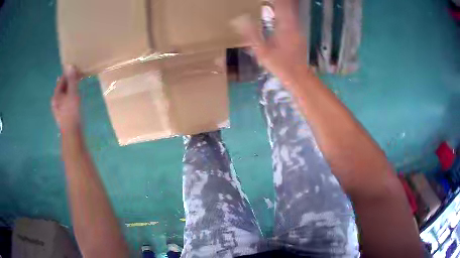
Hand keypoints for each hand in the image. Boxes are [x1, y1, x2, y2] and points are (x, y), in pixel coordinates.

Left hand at [51, 66, 81, 133]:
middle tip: (79, 77)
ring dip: (70, 90)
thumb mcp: (73, 94)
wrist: (72, 134)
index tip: (77, 70)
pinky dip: (70, 97)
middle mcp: (55, 102)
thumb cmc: (72, 113)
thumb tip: (70, 65)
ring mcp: (58, 110)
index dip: (69, 74)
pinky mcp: (62, 115)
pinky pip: (66, 102)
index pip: (61, 80)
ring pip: (64, 96)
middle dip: (69, 82)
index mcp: (56, 96)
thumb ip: (71, 80)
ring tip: (78, 87)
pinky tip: (75, 100)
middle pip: (62, 88)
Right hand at [232, 0, 310, 85]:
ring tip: (273, 3)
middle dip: (279, 1)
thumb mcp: (261, 51)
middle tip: (268, 0)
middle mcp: (293, 24)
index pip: (280, 5)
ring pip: (290, 11)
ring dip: (282, 5)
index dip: (275, 0)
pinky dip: (285, 12)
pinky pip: (292, 17)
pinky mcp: (299, 33)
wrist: (297, 76)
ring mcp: (298, 29)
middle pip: (287, 6)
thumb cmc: (279, 64)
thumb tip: (239, 19)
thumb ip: (251, 34)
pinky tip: (279, 12)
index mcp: (284, 26)